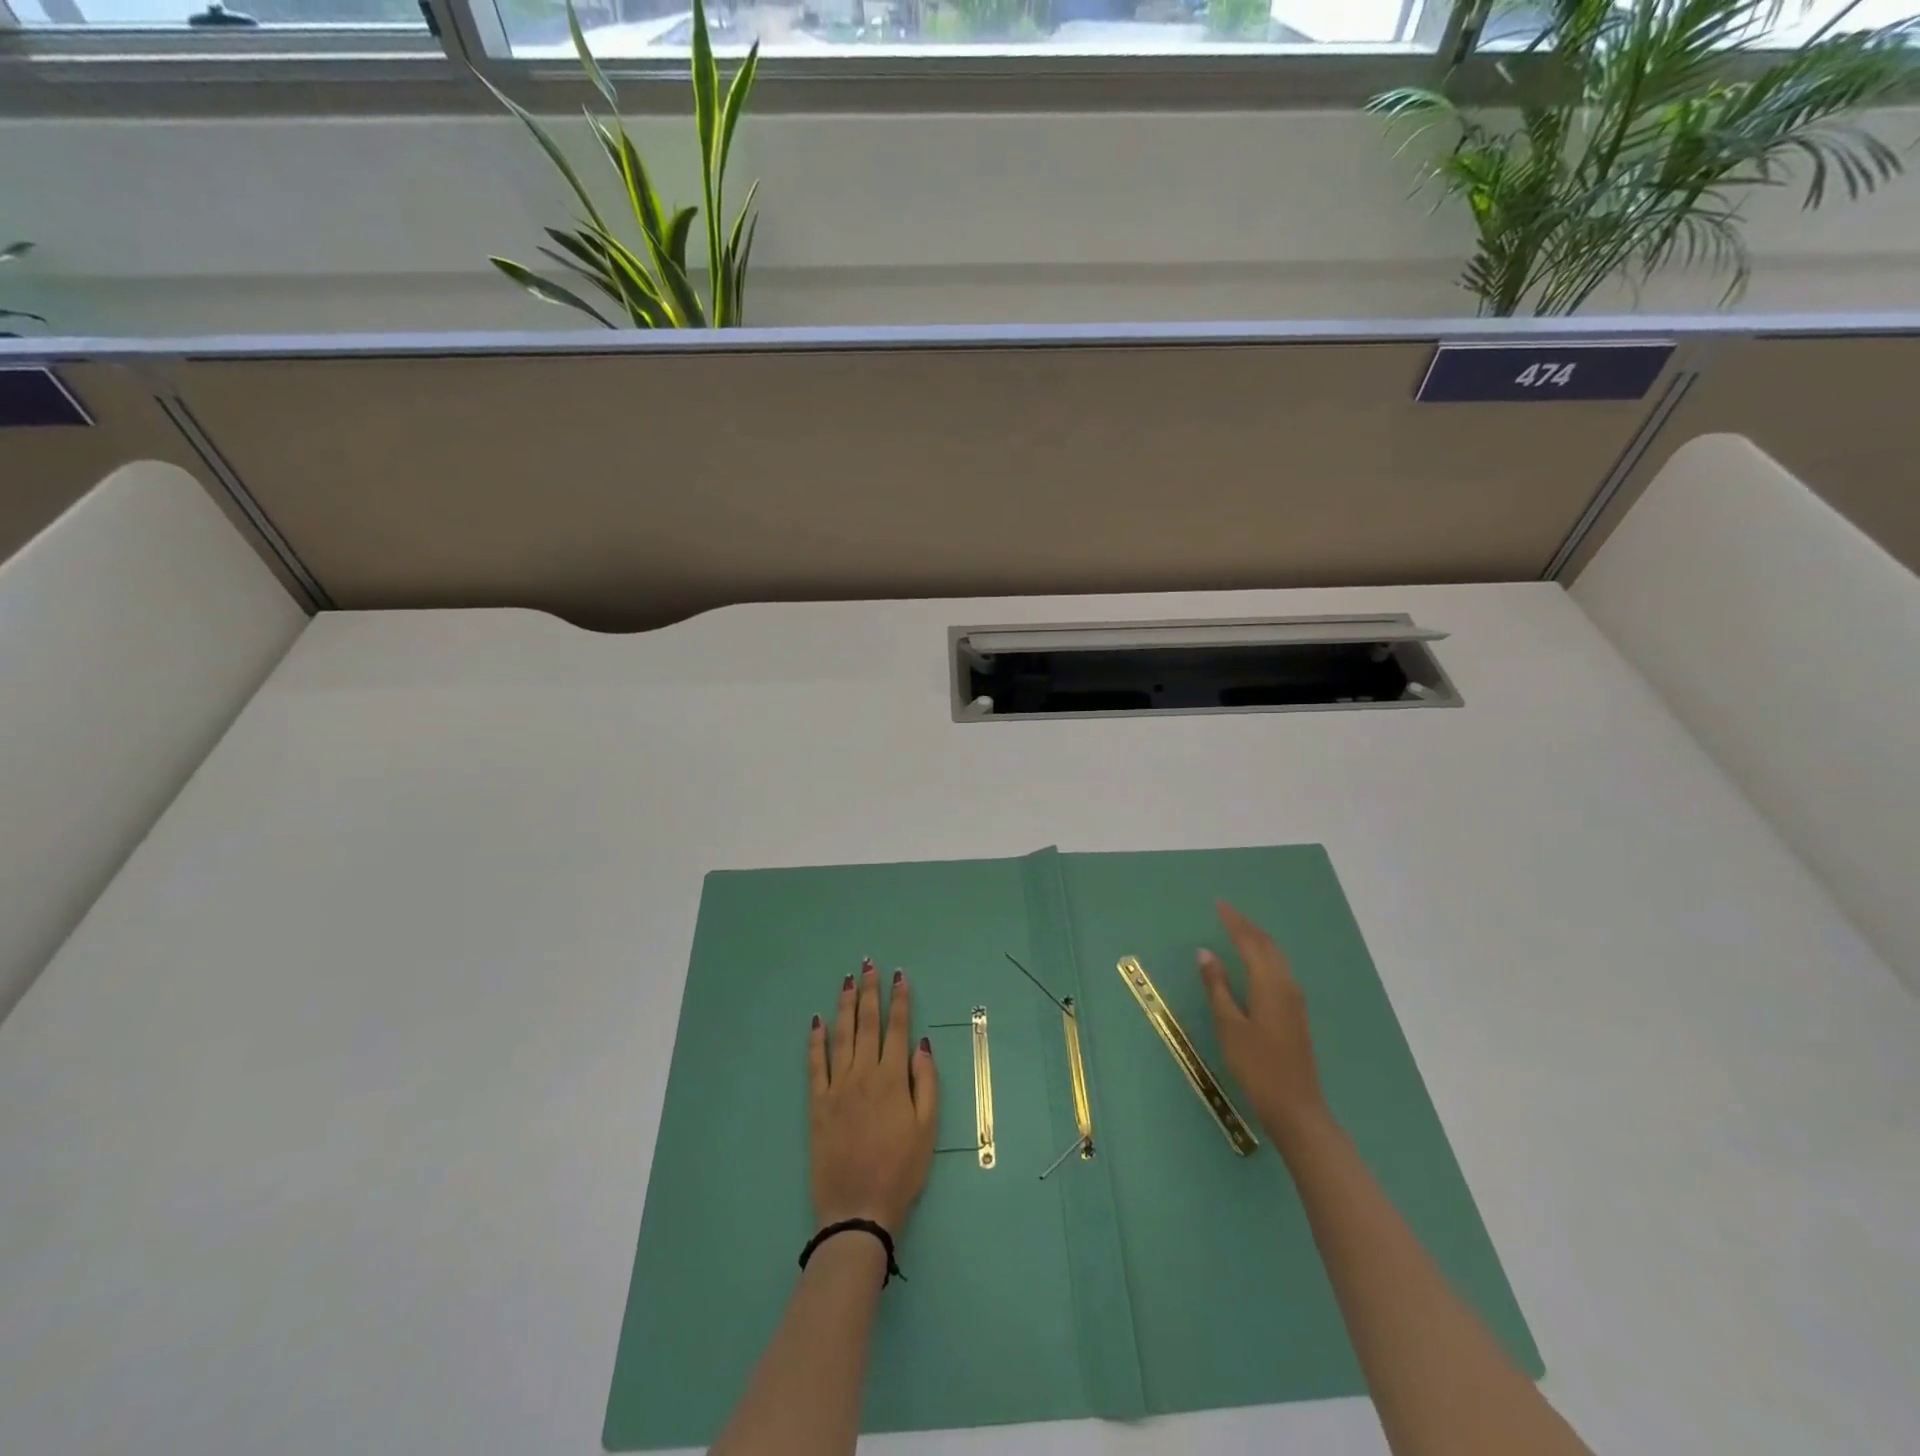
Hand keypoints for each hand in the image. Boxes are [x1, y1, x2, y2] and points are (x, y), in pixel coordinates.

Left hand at [808, 960, 937, 1236]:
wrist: (858, 1209)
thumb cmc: (901, 1171)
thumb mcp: (928, 1129)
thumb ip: (927, 1083)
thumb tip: (922, 1044)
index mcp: (893, 1078)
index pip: (898, 1028)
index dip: (899, 1000)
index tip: (899, 976)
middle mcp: (864, 1073)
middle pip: (867, 1023)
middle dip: (869, 991)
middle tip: (869, 964)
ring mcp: (837, 1086)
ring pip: (842, 1035)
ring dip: (845, 1005)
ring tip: (848, 980)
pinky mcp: (817, 1103)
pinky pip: (815, 1064)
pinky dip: (816, 1040)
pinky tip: (817, 1020)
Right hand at [1199, 901, 1329, 1143]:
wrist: (1296, 1107)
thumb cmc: (1256, 1065)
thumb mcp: (1229, 1025)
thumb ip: (1217, 986)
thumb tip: (1205, 952)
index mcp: (1269, 983)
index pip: (1249, 941)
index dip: (1233, 922)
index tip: (1218, 904)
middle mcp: (1286, 984)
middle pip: (1266, 945)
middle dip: (1246, 926)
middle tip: (1226, 912)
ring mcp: (1294, 999)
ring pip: (1276, 957)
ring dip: (1257, 939)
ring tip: (1238, 929)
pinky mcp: (1295, 1012)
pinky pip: (1279, 969)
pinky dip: (1264, 955)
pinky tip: (1256, 961)